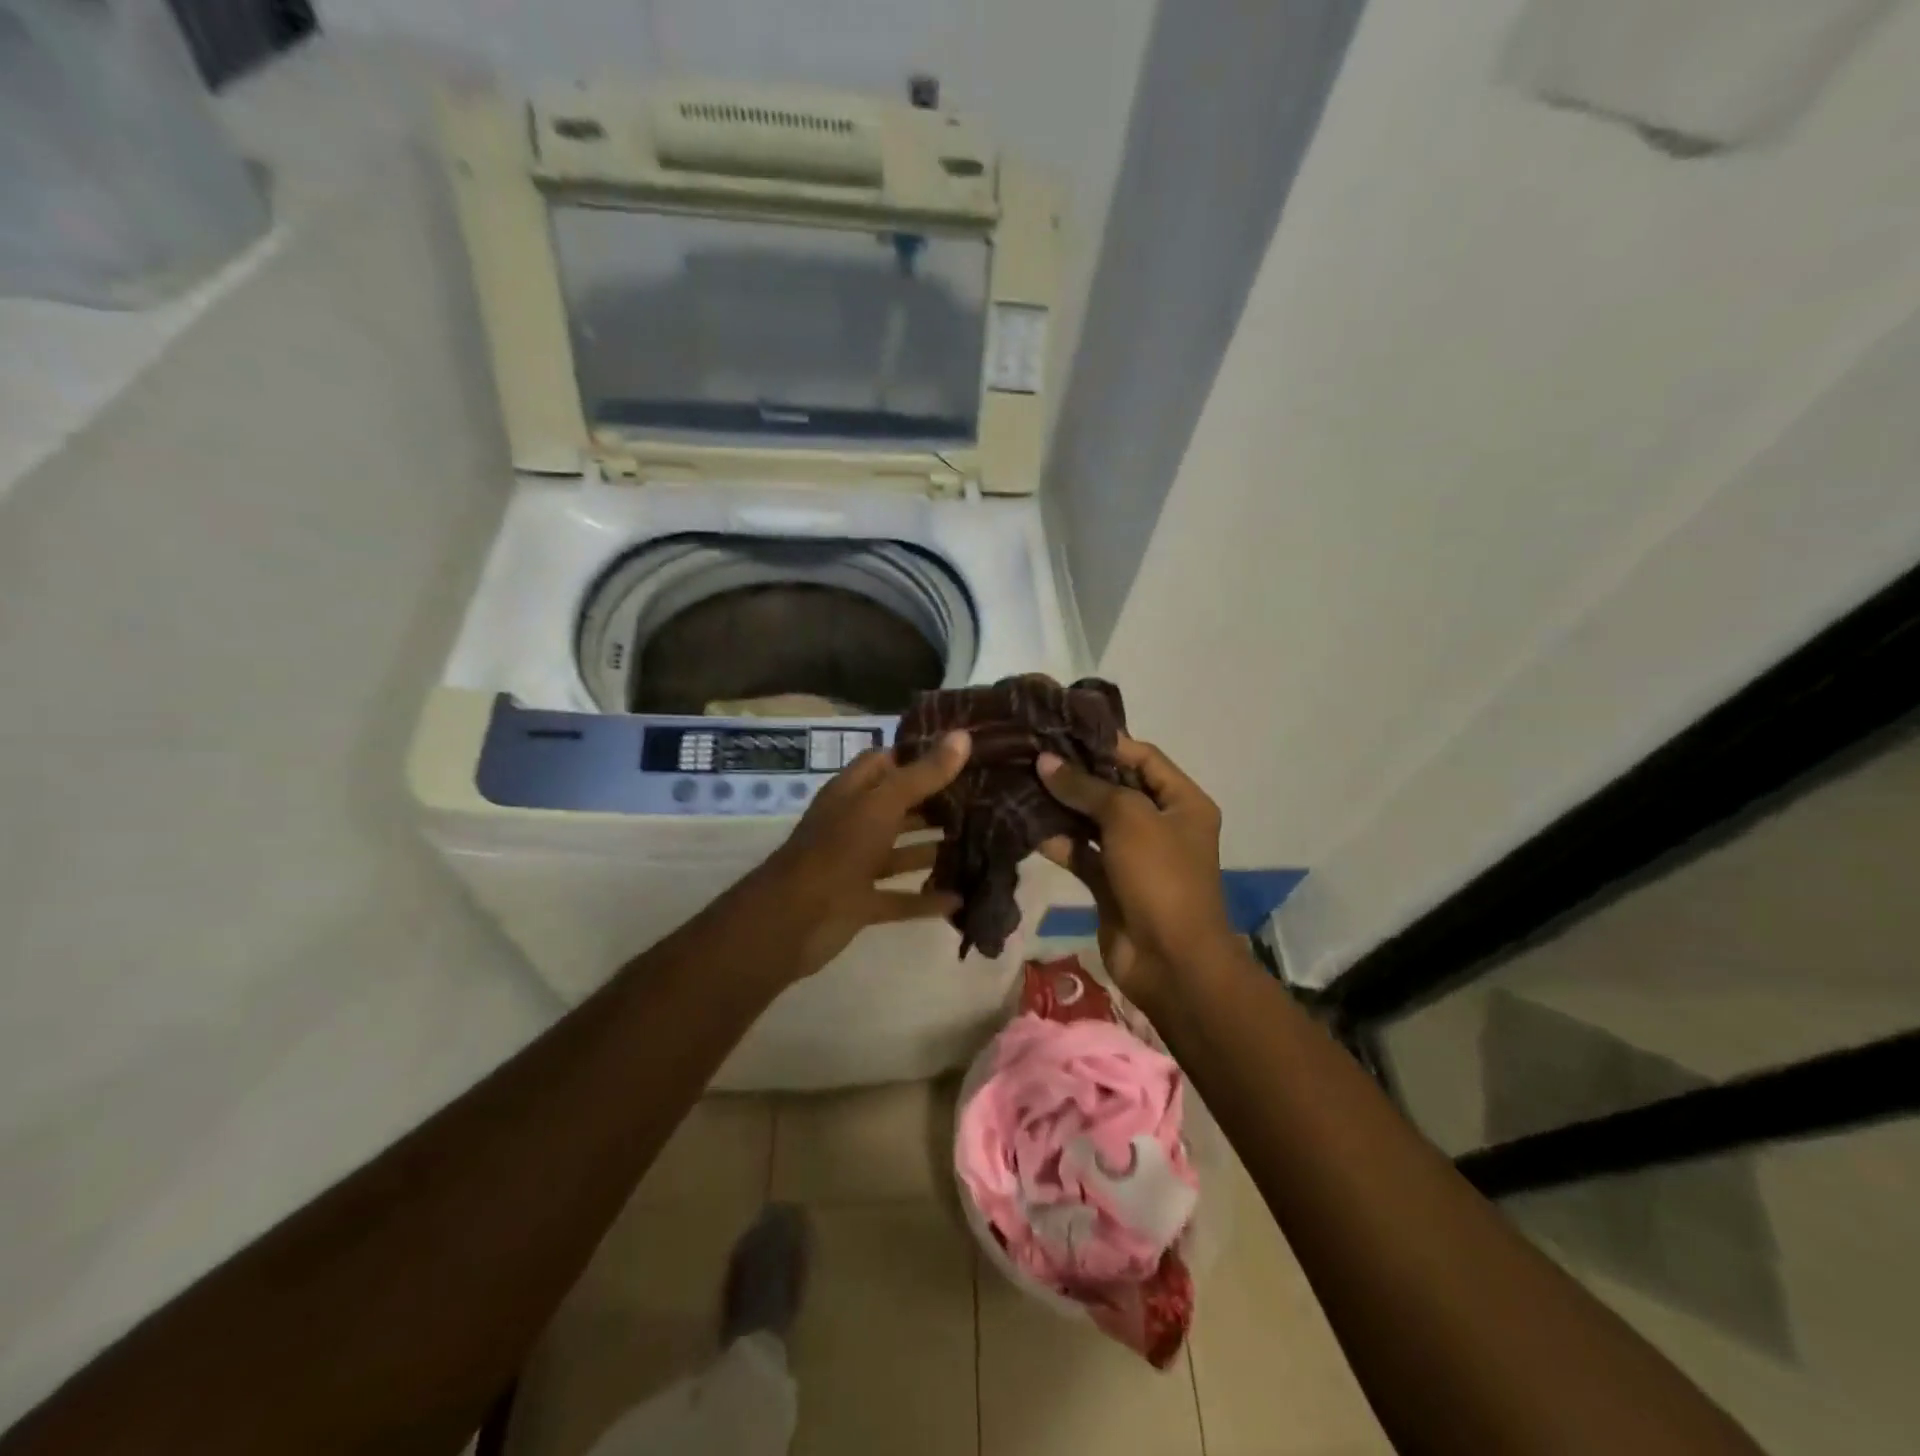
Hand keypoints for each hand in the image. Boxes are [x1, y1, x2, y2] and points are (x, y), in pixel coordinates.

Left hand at [748, 731, 971, 980]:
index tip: (958, 753)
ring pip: (901, 852)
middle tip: (982, 798)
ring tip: (979, 843)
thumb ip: (923, 774)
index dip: (916, 755)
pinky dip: (925, 898)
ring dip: (932, 849)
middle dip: (934, 803)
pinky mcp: (862, 903)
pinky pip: (900, 897)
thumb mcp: (883, 804)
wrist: (795, 919)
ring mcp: (856, 865)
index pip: (884, 762)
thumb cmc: (839, 848)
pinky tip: (959, 898)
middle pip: (898, 806)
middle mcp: (854, 824)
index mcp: (852, 792)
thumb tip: (962, 736)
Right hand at [1035, 736, 1232, 1010]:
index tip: (1061, 730)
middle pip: (1115, 787)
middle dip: (1076, 773)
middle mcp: (1160, 824)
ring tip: (1020, 780)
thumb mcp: (1128, 819)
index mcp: (1182, 802)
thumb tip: (1045, 761)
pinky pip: (1081, 853)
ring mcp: (1134, 856)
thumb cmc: (1161, 876)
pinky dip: (1057, 840)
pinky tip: (1024, 823)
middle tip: (1031, 752)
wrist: (1171, 961)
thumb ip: (1086, 787)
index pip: (1143, 757)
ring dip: (1061, 805)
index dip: (1105, 742)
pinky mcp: (1109, 883)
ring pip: (1093, 821)